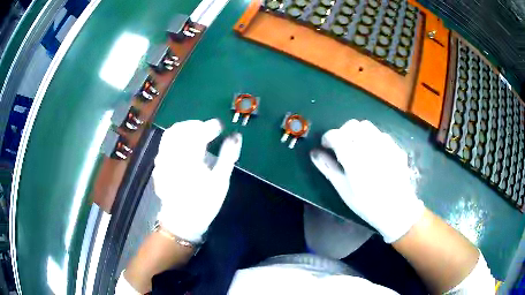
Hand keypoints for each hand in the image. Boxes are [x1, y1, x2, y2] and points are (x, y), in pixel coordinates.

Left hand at [152, 119, 241, 242]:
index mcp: (189, 158)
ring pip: (169, 134)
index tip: (220, 126)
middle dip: (195, 124)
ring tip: (195, 135)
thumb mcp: (221, 181)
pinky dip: (175, 139)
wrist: (182, 221)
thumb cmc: (204, 203)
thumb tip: (235, 136)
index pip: (198, 132)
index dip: (210, 126)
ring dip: (184, 130)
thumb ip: (228, 155)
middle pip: (180, 128)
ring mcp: (162, 160)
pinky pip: (164, 145)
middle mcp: (172, 155)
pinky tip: (183, 148)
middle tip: (207, 130)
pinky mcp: (159, 166)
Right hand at [310, 119, 423, 242]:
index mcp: (354, 157)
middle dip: (342, 132)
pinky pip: (380, 133)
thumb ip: (328, 168)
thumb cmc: (367, 204)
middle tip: (341, 146)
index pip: (335, 135)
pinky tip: (373, 152)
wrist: (397, 210)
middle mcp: (370, 145)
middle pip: (351, 125)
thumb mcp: (344, 190)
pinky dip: (372, 137)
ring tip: (357, 146)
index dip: (327, 138)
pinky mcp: (395, 147)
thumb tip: (314, 153)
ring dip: (357, 132)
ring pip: (366, 126)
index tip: (326, 147)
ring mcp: (385, 144)